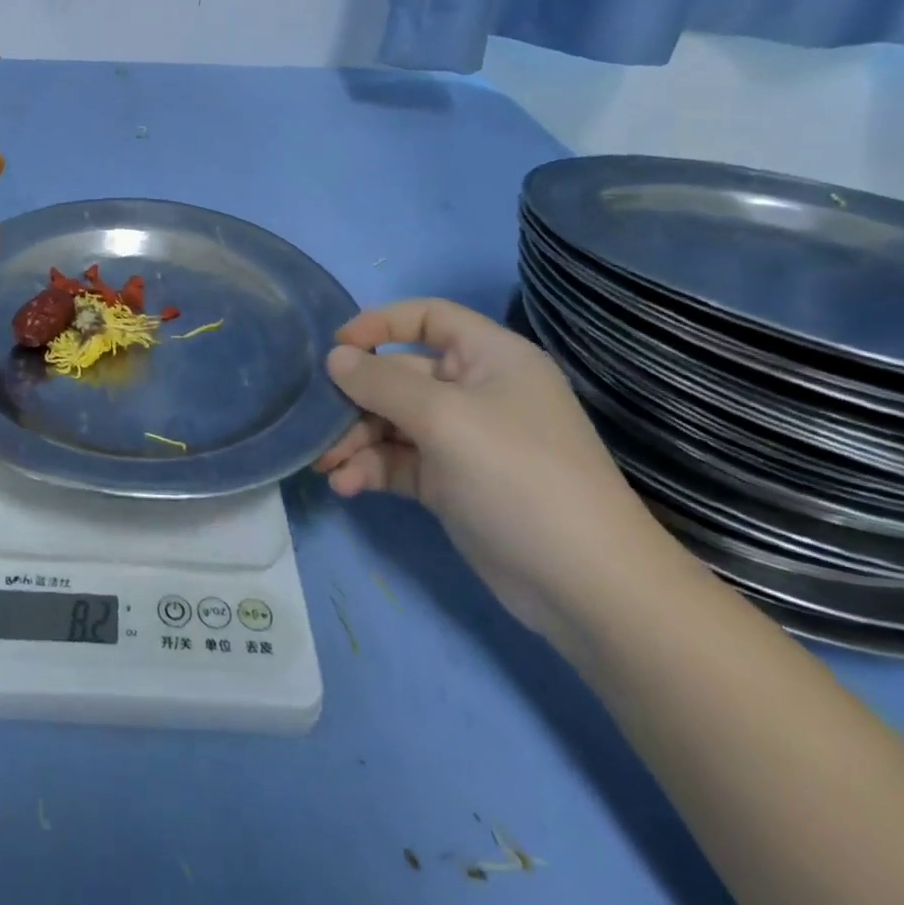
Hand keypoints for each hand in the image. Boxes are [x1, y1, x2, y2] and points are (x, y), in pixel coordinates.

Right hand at [314, 298, 675, 649]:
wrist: (586, 587)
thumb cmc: (518, 476)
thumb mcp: (444, 418)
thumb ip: (382, 383)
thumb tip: (335, 358)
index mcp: (489, 358)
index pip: (428, 317)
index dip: (380, 324)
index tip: (336, 347)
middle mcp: (475, 392)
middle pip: (400, 376)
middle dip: (355, 398)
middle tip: (317, 420)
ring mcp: (463, 440)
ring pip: (392, 422)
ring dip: (355, 439)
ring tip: (325, 464)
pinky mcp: (451, 483)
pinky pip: (398, 461)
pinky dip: (370, 469)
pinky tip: (346, 486)